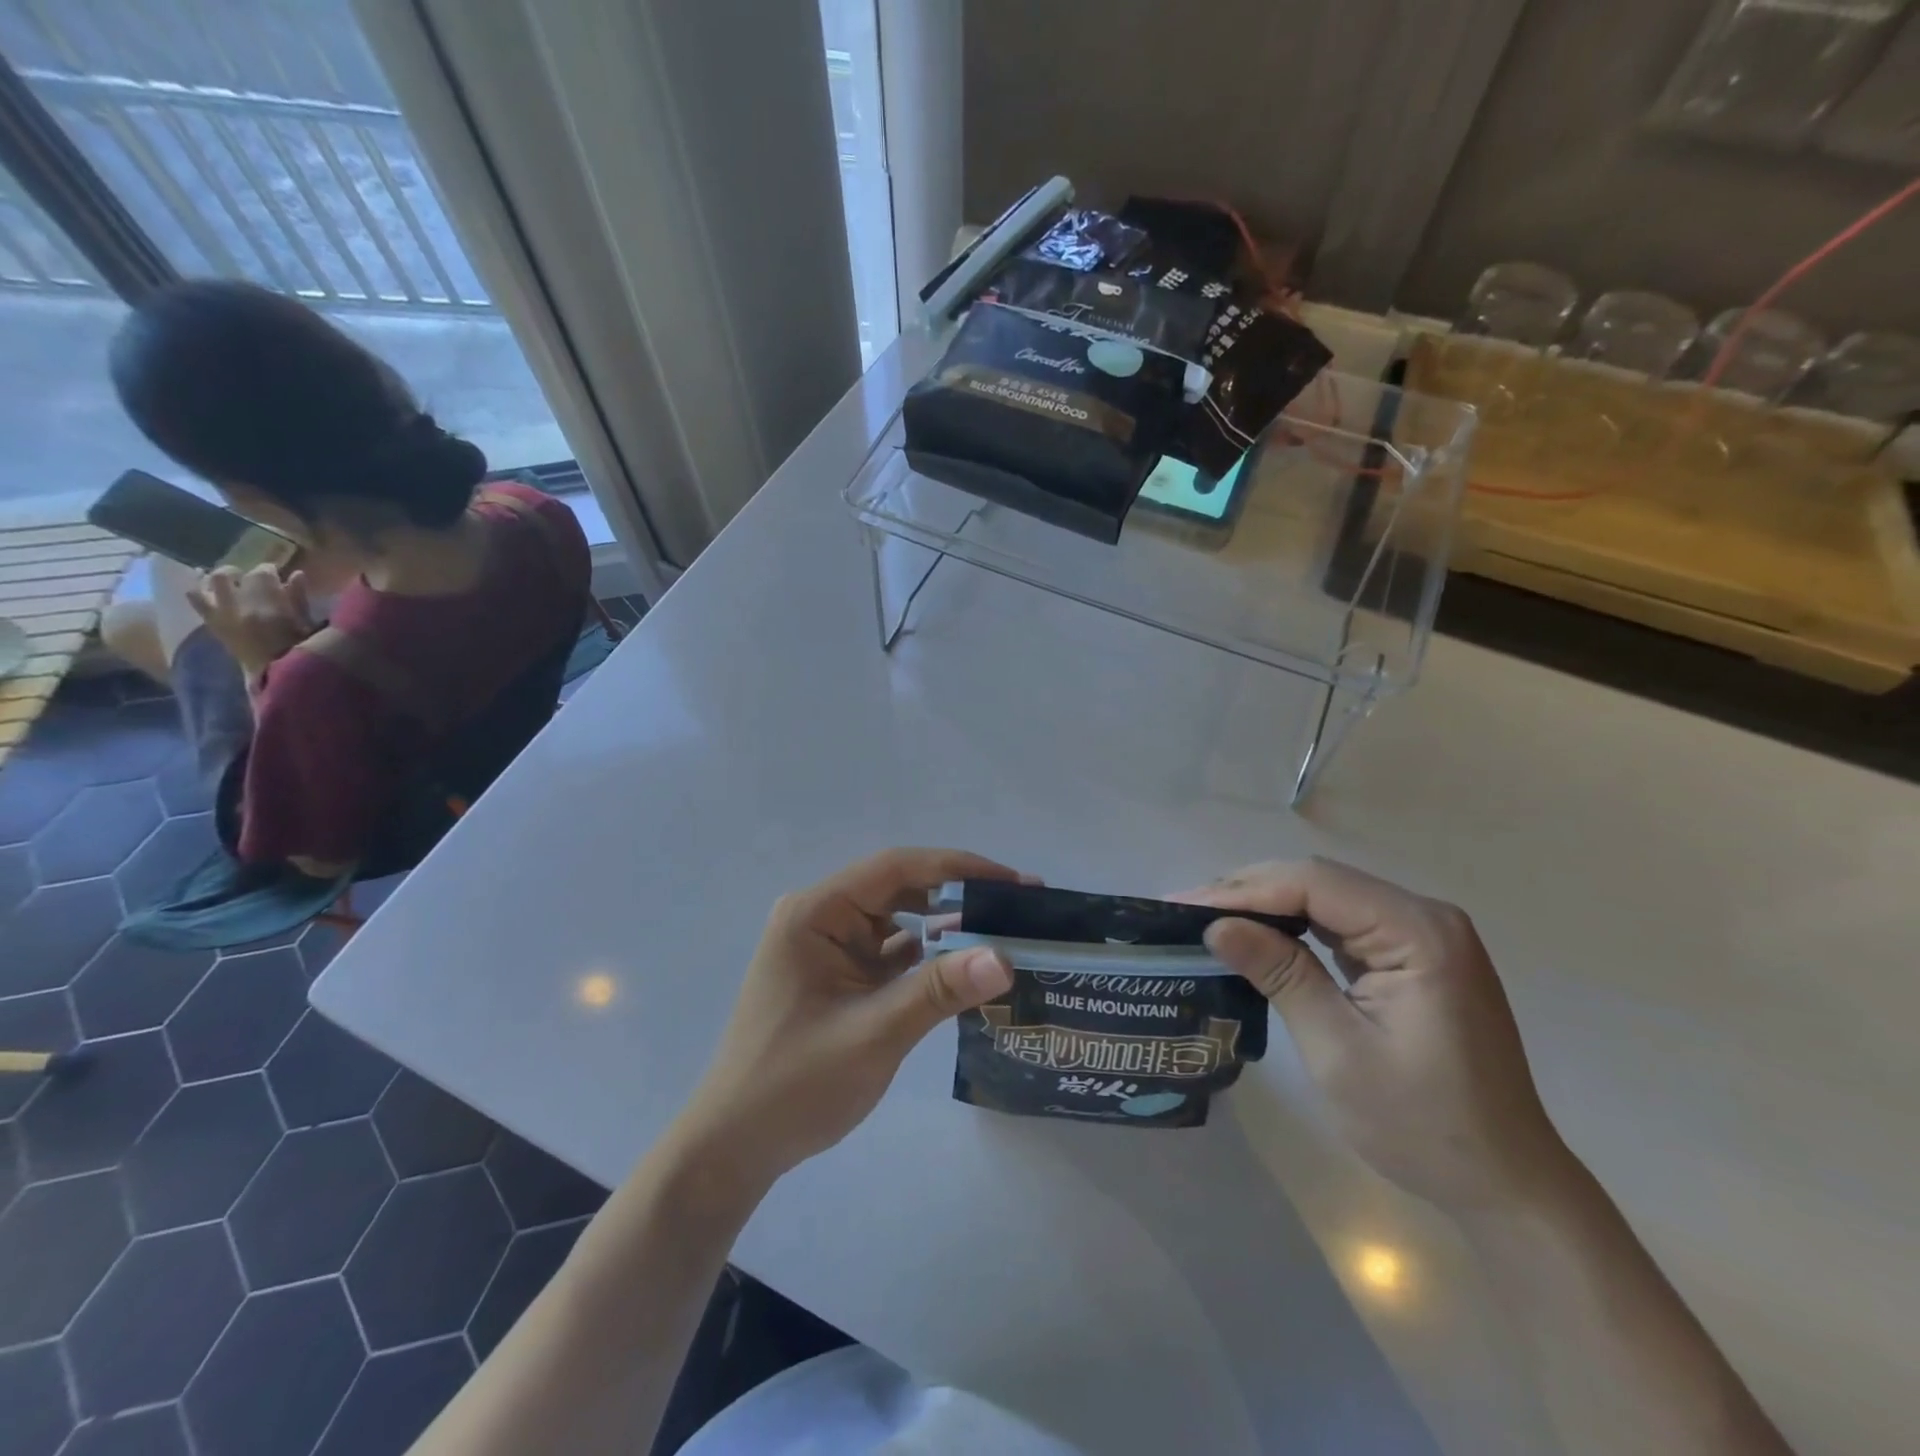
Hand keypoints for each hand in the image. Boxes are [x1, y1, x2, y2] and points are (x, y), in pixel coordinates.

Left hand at [187, 564, 313, 677]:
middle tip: (249, 577)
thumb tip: (297, 575)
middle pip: (226, 576)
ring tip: (227, 583)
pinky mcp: (212, 624)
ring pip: (205, 585)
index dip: (269, 570)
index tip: (276, 572)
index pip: (261, 574)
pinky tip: (209, 592)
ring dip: (214, 580)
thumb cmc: (302, 650)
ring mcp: (220, 615)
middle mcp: (237, 606)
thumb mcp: (308, 624)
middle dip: (238, 572)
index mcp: (266, 606)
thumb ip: (299, 598)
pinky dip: (201, 593)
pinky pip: (197, 602)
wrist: (278, 677)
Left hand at [677, 849, 1020, 1191]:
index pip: (896, 868)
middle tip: (1022, 909)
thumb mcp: (873, 1034)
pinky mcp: (839, 975)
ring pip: (900, 920)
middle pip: (901, 889)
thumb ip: (939, 991)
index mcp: (816, 912)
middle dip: (960, 896)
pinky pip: (891, 953)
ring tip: (1005, 934)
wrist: (734, 1147)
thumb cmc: (795, 1084)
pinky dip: (928, 958)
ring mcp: (829, 947)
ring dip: (947, 927)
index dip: (960, 868)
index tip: (1015, 882)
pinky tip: (968, 967)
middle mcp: (821, 917)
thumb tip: (1005, 958)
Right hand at [1187, 858, 1573, 1212]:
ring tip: (1207, 918)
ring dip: (1265, 905)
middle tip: (1184, 911)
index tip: (1183, 906)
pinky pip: (1340, 923)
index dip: (1243, 890)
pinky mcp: (1411, 955)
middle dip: (1248, 892)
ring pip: (1325, 897)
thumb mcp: (1338, 1051)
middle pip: (1319, 881)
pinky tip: (1256, 934)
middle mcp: (1424, 917)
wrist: (1506, 1184)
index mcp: (1419, 933)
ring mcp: (1421, 935)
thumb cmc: (1424, 1125)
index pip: (1314, 884)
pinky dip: (1292, 926)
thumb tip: (1216, 926)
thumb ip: (1280, 975)